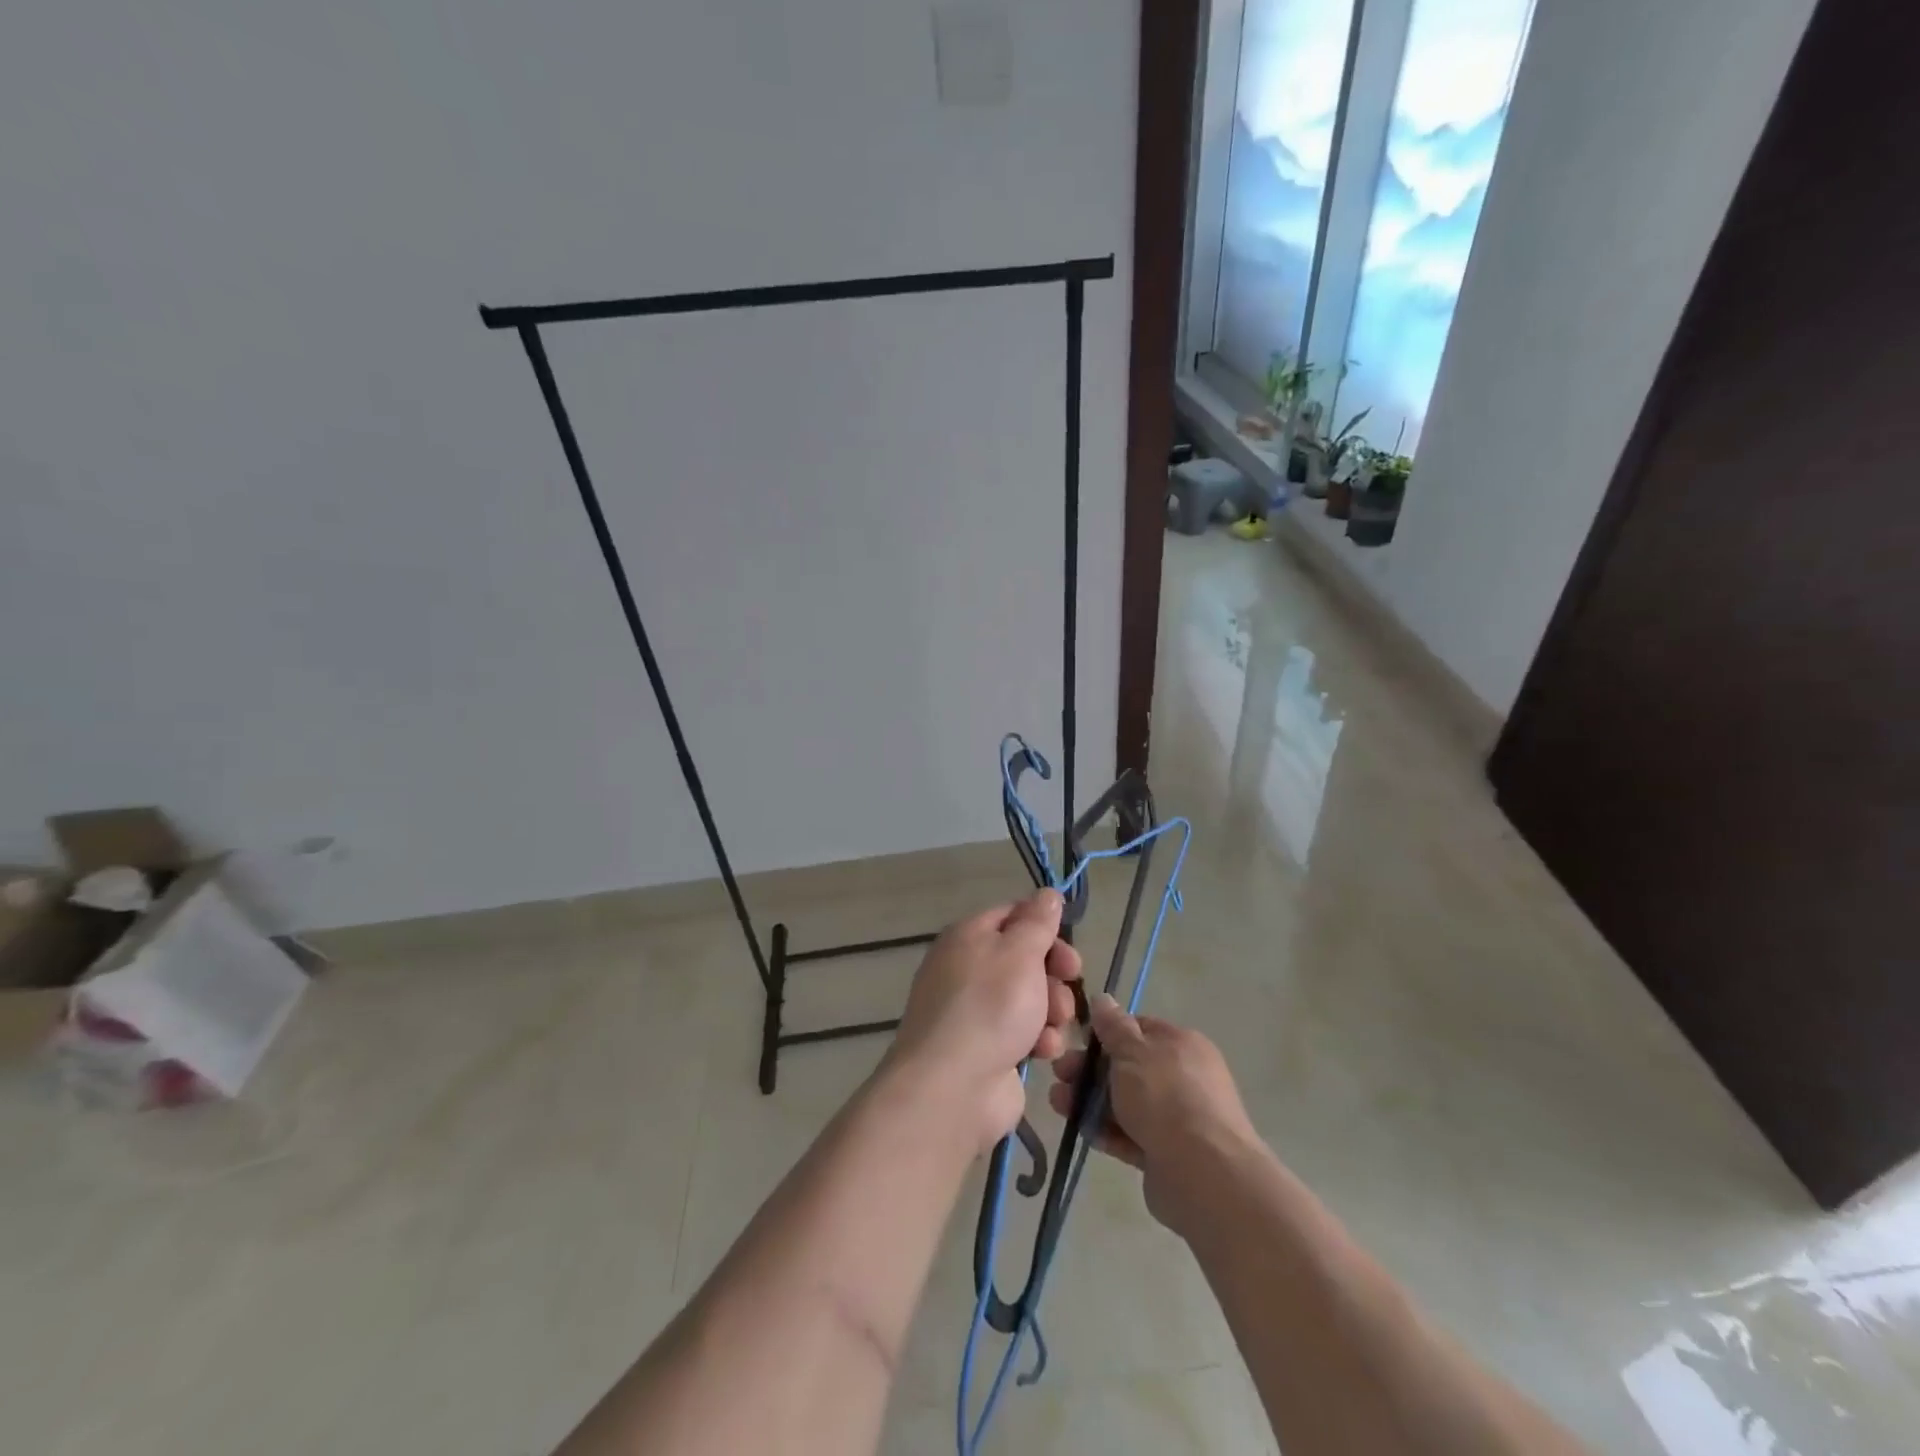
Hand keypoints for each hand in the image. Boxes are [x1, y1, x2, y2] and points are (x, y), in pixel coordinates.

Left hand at [885, 891, 1082, 1150]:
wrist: (953, 1087)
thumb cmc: (989, 1007)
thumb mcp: (1019, 952)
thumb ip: (1037, 922)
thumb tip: (1046, 894)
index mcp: (968, 937)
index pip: (1012, 915)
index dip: (1043, 926)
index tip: (1067, 943)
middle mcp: (968, 969)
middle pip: (1025, 957)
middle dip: (1054, 972)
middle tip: (1070, 979)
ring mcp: (976, 1011)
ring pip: (1030, 997)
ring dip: (1051, 1009)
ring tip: (1053, 1025)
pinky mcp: (988, 1049)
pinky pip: (1024, 1033)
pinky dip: (1038, 1039)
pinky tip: (1042, 1052)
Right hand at [1048, 995, 1259, 1234]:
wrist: (1204, 1173)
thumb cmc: (1165, 1097)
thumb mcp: (1132, 1051)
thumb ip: (1113, 1026)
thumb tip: (1103, 998)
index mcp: (1180, 1044)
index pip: (1138, 1029)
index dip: (1106, 1034)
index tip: (1077, 1042)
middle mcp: (1182, 1076)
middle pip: (1128, 1067)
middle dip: (1089, 1070)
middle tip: (1060, 1075)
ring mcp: (1177, 1117)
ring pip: (1125, 1102)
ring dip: (1091, 1102)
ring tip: (1059, 1106)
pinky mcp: (1167, 1152)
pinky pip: (1131, 1135)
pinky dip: (1107, 1132)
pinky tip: (1082, 1132)